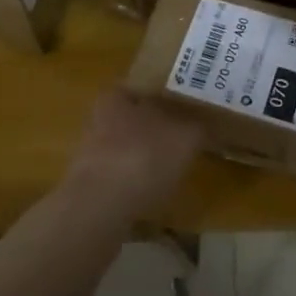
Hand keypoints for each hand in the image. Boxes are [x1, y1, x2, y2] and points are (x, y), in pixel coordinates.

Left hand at [65, 87, 203, 219]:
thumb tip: (206, 124)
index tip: (189, 108)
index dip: (168, 95)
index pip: (145, 86)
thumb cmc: (144, 158)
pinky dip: (137, 184)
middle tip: (185, 138)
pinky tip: (155, 196)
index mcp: (117, 96)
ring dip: (147, 158)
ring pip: (127, 148)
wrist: (99, 209)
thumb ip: (198, 126)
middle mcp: (99, 119)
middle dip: (158, 128)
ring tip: (174, 169)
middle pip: (135, 118)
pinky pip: (121, 178)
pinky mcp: (90, 187)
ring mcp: (91, 154)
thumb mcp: (185, 137)